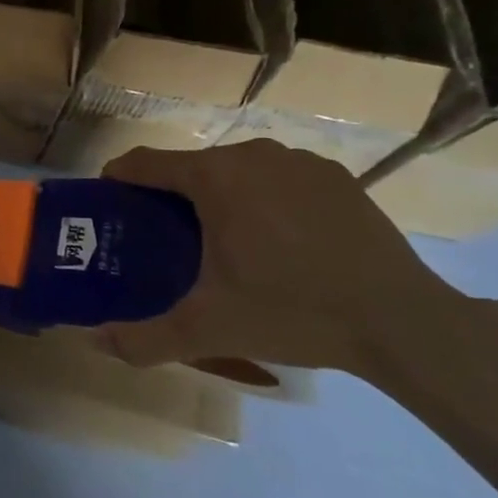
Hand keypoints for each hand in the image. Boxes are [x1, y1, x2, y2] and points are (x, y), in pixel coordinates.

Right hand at [95, 140, 457, 375]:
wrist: (404, 322)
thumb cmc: (294, 311)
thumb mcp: (210, 329)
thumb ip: (145, 337)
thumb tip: (93, 343)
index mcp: (214, 177)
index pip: (145, 162)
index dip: (120, 180)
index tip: (110, 203)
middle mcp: (252, 155)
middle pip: (191, 167)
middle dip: (171, 196)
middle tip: (166, 239)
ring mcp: (299, 162)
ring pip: (237, 170)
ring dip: (220, 196)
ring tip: (223, 242)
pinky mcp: (335, 177)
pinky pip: (279, 178)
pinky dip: (265, 199)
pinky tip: (279, 241)